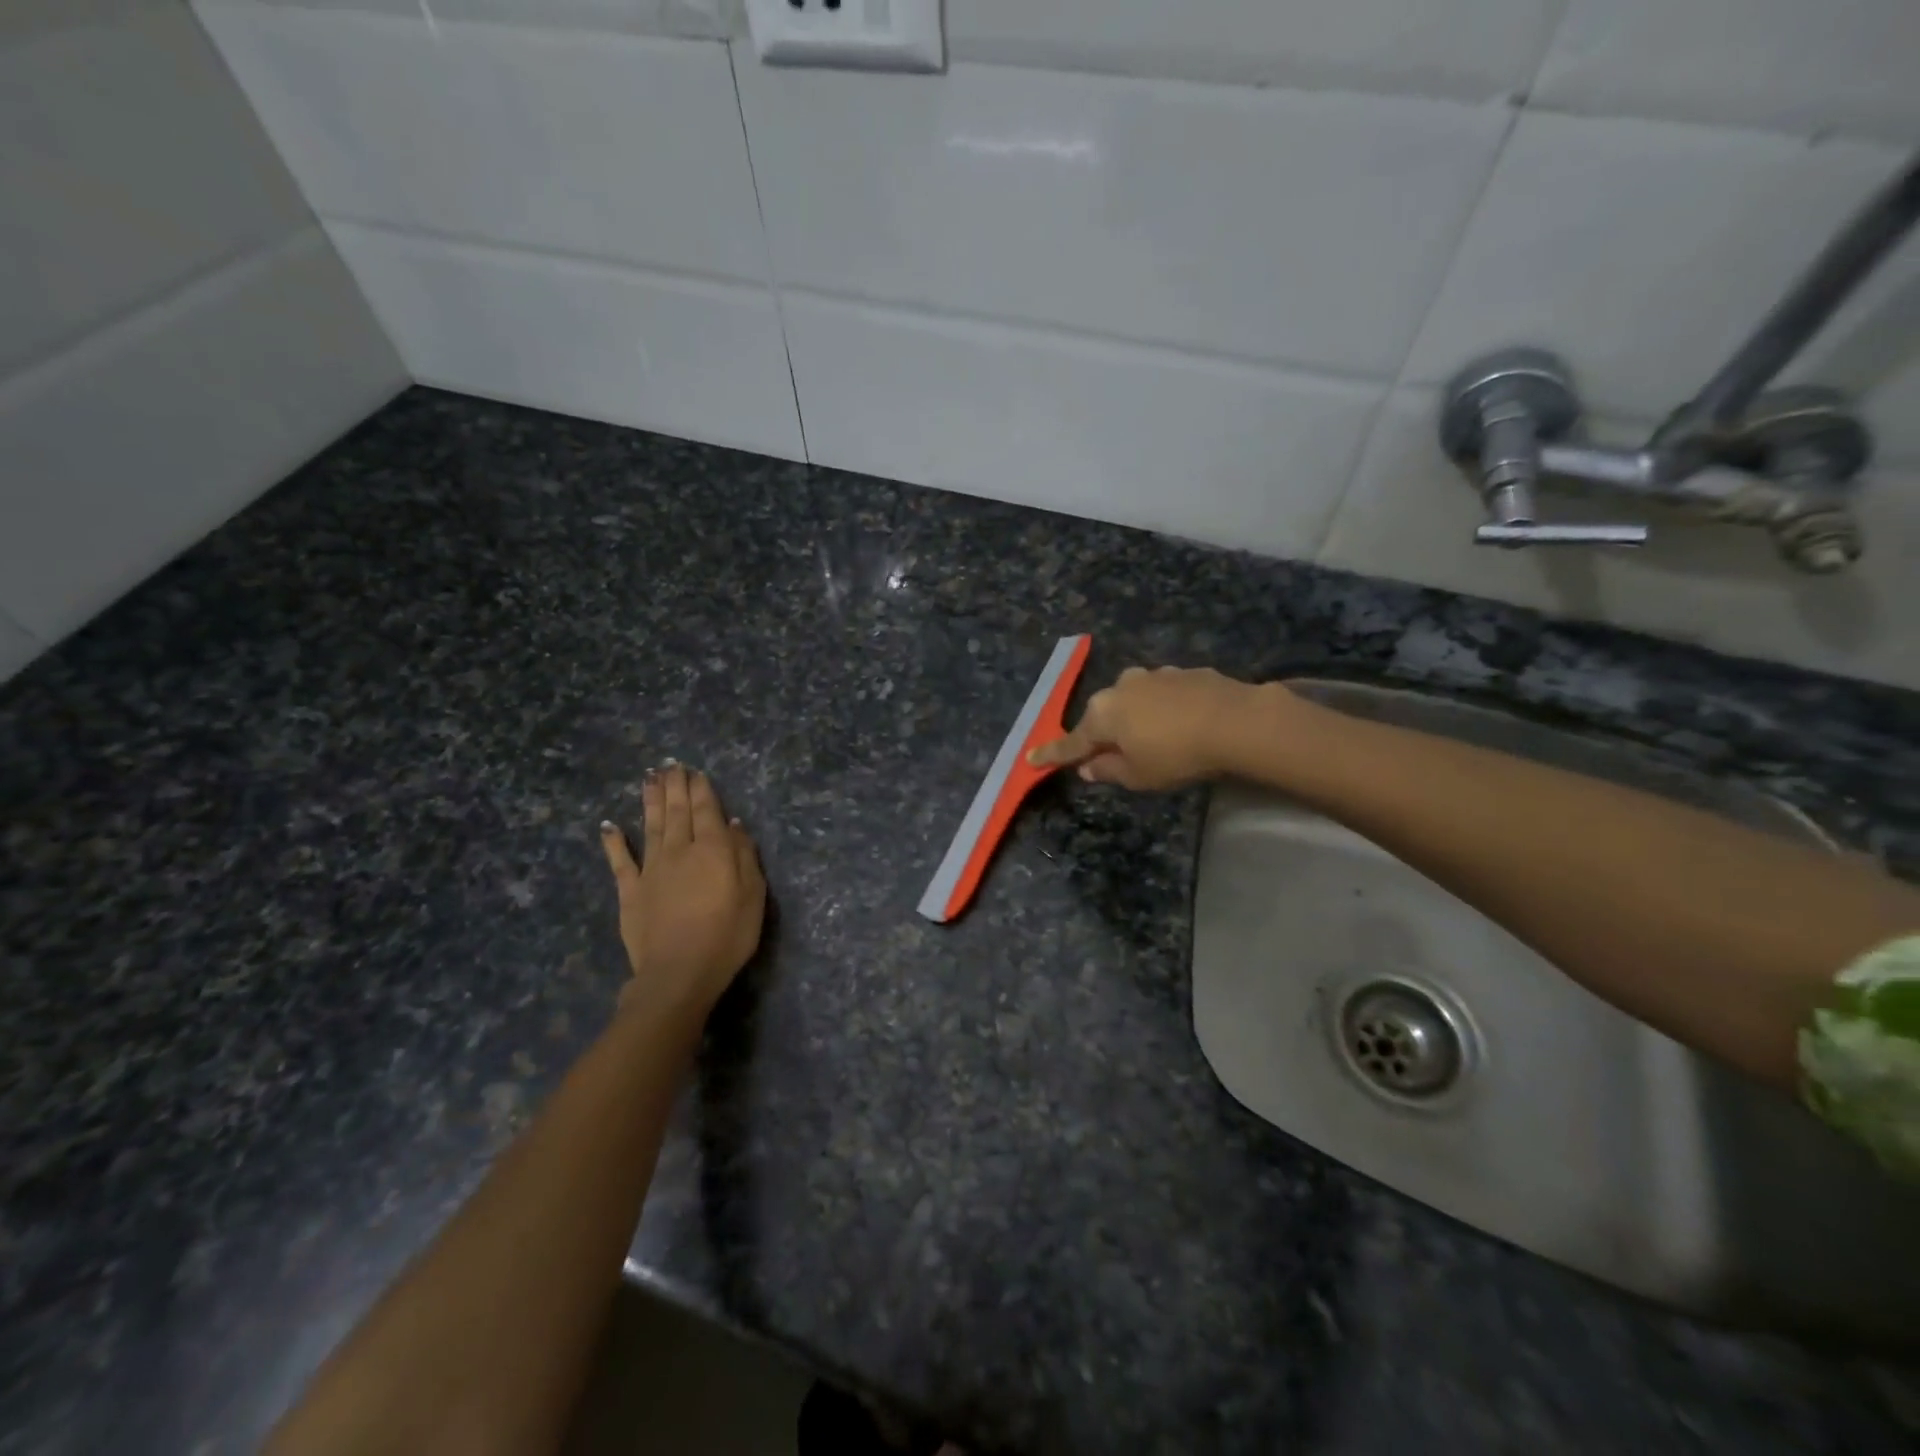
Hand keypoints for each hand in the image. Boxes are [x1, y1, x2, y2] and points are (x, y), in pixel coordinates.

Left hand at [599, 764, 765, 1018]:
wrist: (679, 972)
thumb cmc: (727, 935)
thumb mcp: (753, 895)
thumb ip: (744, 855)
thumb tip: (733, 824)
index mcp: (712, 850)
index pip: (707, 810)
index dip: (701, 789)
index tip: (696, 771)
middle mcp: (680, 850)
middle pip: (677, 811)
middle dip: (675, 786)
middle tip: (670, 764)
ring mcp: (651, 869)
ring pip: (651, 826)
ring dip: (650, 800)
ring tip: (649, 777)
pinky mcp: (630, 891)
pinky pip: (620, 861)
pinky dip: (614, 841)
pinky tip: (608, 824)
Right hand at [1028, 666, 1278, 790]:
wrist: (1235, 721)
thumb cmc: (1176, 755)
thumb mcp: (1138, 776)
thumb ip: (1108, 770)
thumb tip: (1088, 767)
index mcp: (1102, 715)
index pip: (1071, 742)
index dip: (1052, 754)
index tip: (1031, 759)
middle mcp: (1120, 688)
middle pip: (1103, 717)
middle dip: (1104, 734)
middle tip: (1114, 756)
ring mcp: (1152, 676)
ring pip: (1133, 702)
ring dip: (1136, 719)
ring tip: (1157, 740)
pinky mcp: (1182, 672)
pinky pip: (1162, 695)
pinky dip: (1164, 709)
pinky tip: (1183, 724)